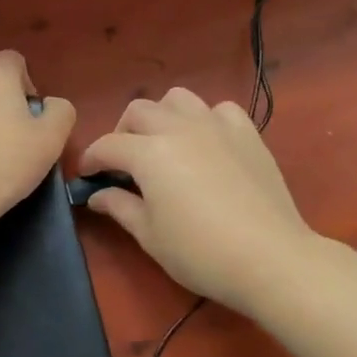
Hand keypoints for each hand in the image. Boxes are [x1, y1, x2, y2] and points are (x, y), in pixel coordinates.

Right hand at [79, 87, 315, 314]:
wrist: (270, 258)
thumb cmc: (201, 252)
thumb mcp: (150, 236)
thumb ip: (120, 207)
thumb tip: (96, 195)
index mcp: (149, 152)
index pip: (108, 146)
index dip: (91, 159)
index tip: (86, 177)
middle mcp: (178, 127)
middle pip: (138, 111)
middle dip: (122, 132)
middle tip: (123, 163)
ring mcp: (215, 125)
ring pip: (177, 99)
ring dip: (162, 116)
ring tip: (163, 143)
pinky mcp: (246, 132)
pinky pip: (219, 109)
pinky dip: (205, 119)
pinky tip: (207, 143)